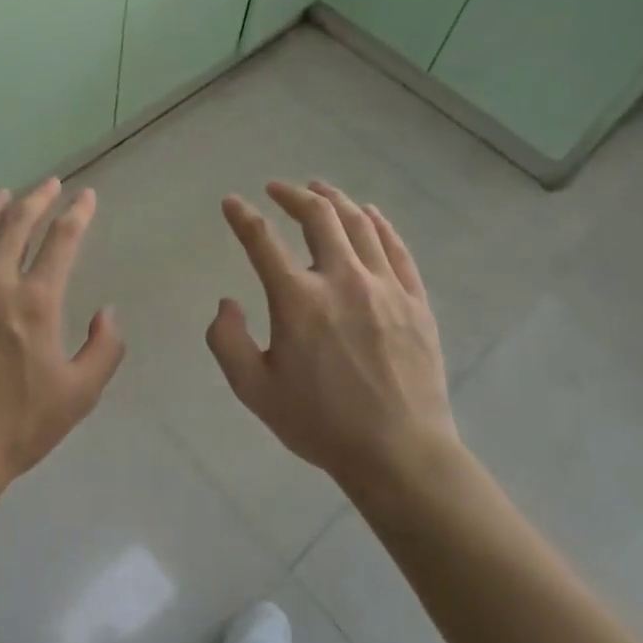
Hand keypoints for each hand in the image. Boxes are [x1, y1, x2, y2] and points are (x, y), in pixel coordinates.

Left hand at [0, 178, 124, 500]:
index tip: (86, 197)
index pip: (62, 239)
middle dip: (37, 198)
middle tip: (48, 185)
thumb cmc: (16, 428)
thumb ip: (105, 349)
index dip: (77, 213)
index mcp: (35, 301)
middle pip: (15, 223)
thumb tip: (109, 312)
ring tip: (2, 195)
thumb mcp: (79, 395)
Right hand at [207, 179, 456, 494]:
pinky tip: (369, 214)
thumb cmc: (320, 423)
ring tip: (319, 189)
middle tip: (277, 188)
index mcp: (298, 300)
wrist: (399, 453)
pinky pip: (396, 248)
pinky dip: (379, 224)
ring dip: (334, 199)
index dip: (242, 216)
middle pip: (317, 216)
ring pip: (359, 224)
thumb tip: (227, 302)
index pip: (262, 240)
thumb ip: (227, 341)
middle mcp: (341, 279)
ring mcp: (384, 287)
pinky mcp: (415, 300)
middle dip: (292, 194)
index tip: (231, 202)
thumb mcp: (254, 390)